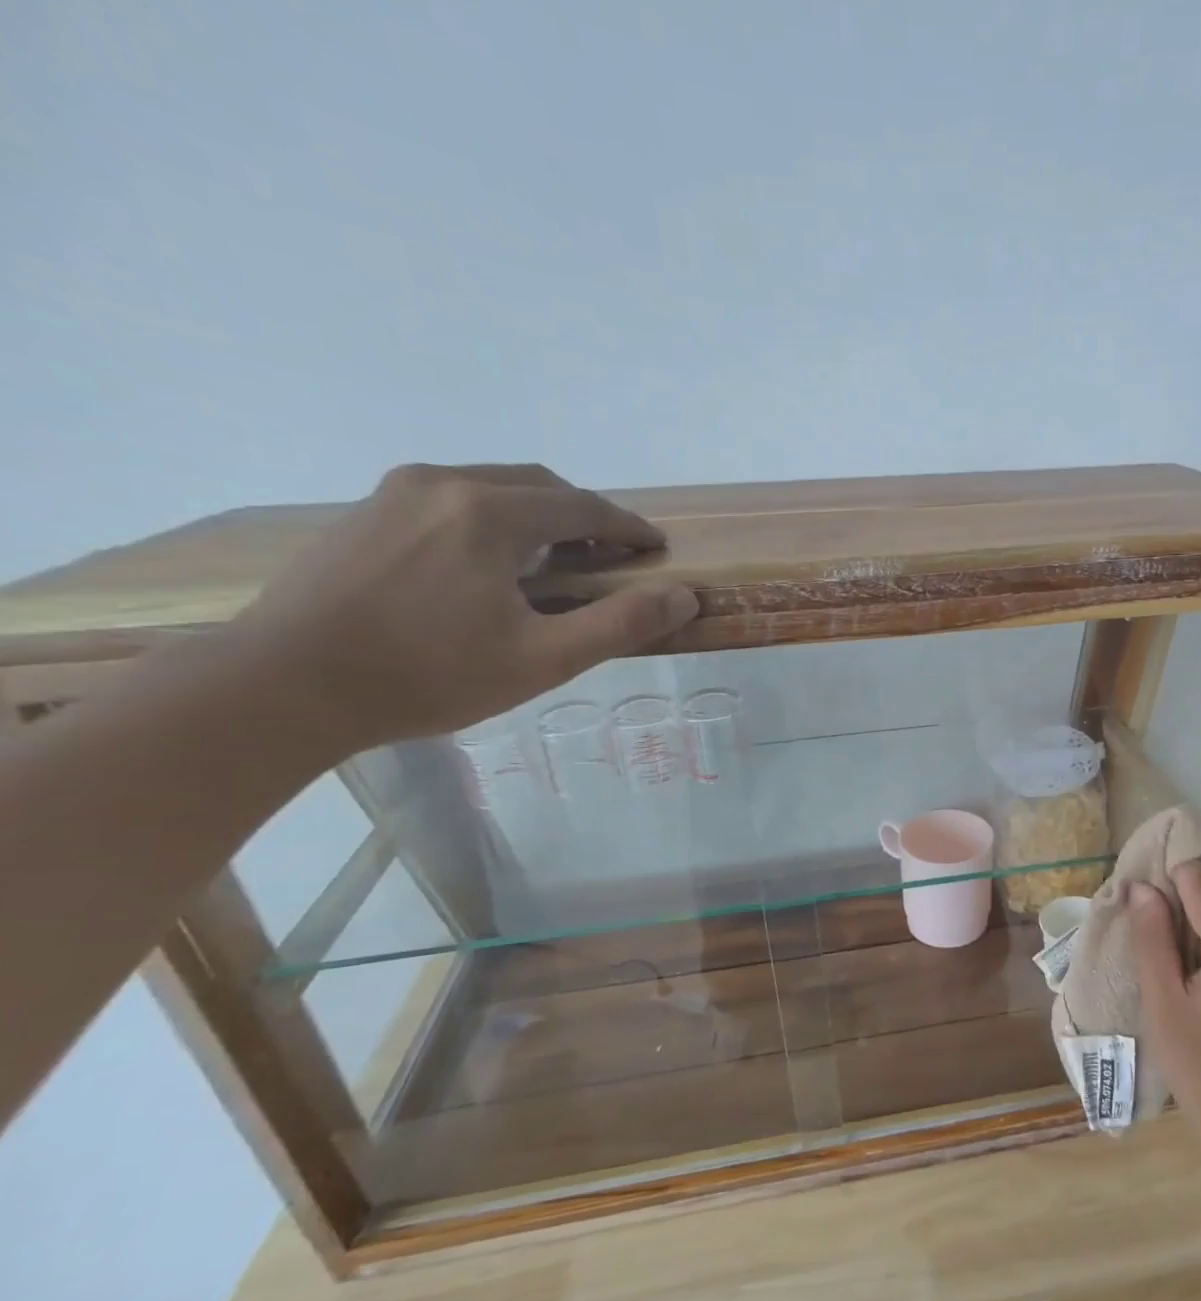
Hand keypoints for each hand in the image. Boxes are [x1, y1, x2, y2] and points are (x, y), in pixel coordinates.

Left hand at [228, 464, 697, 752]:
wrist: (284, 685)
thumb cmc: (429, 675)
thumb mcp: (542, 659)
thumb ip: (620, 623)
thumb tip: (685, 595)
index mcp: (491, 513)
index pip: (584, 507)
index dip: (629, 528)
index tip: (655, 549)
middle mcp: (444, 483)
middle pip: (539, 486)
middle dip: (584, 517)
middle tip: (609, 557)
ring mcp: (395, 492)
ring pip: (493, 487)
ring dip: (537, 515)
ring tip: (553, 562)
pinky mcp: (365, 512)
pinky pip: (451, 499)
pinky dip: (492, 519)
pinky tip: (488, 565)